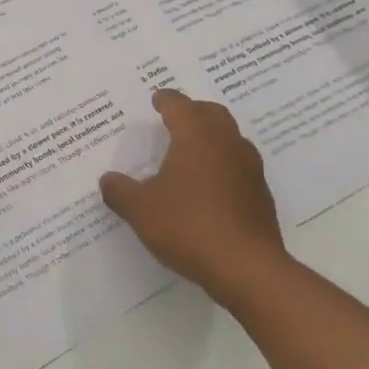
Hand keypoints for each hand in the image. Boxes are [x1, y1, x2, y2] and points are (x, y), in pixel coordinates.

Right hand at [98, 89, 286, 304]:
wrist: (247, 268)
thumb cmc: (188, 226)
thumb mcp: (141, 210)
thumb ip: (120, 191)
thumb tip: (108, 180)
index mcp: (196, 137)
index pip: (180, 105)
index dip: (165, 100)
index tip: (157, 99)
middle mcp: (226, 144)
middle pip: (212, 114)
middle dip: (193, 111)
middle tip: (175, 119)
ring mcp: (249, 169)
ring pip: (230, 138)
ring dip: (212, 137)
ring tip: (191, 151)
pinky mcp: (261, 195)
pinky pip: (239, 166)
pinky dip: (223, 165)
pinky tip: (209, 187)